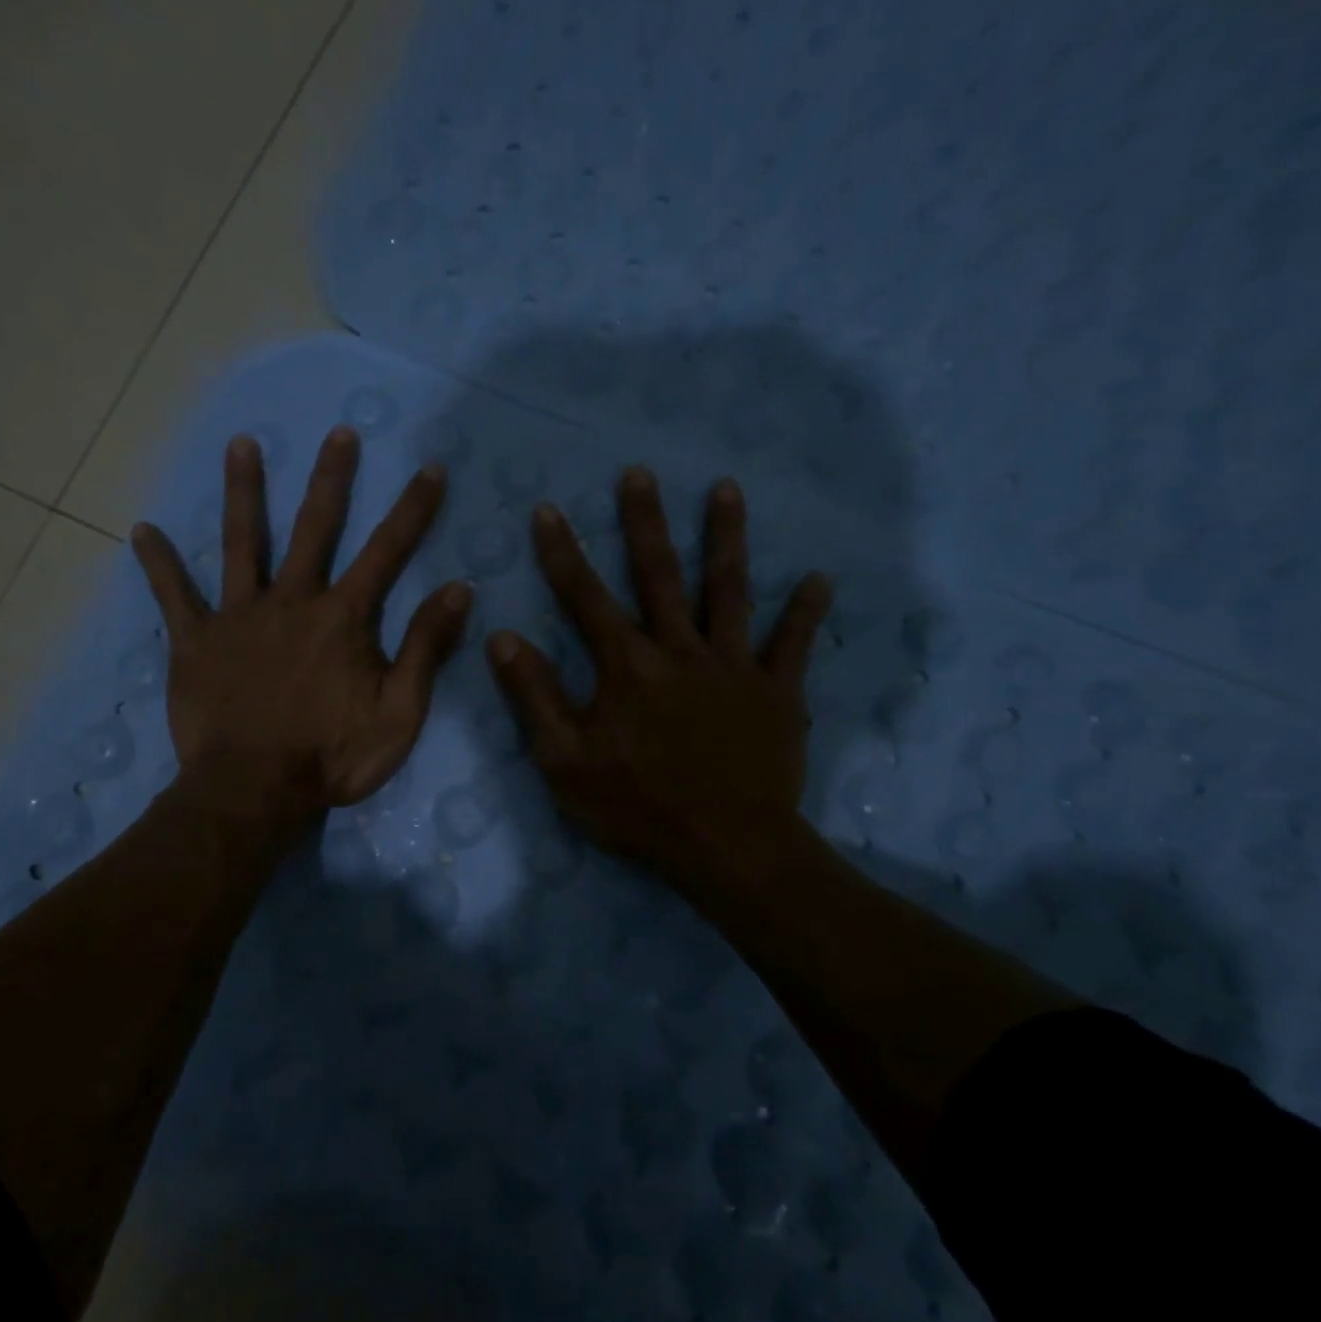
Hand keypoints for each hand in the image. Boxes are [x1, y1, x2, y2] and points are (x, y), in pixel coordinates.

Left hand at [132, 427, 470, 826]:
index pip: (388, 551)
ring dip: (243, 492)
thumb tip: (459, 589)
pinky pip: (173, 597)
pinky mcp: (195, 642)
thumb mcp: (400, 712)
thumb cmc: (332, 757)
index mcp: (344, 618)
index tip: (429, 468)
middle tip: (338, 432)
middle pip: (314, 527)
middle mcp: (292, 601)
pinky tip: (142, 532)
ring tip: (240, 445)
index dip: (413, 508)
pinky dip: (159, 565)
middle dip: (331, 478)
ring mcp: (239, 617)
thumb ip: (426, 648)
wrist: (253, 792)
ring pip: (241, 543)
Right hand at [486, 466, 832, 897]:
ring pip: (730, 590)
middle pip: (660, 574)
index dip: (562, 552)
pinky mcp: (777, 693)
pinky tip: (818, 579)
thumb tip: (502, 637)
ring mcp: (734, 667)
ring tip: (726, 488)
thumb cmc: (638, 809)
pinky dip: (805, 612)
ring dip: (727, 537)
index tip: (548, 509)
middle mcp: (681, 650)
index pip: (585, 597)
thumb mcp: (565, 761)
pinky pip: (793, 645)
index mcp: (627, 666)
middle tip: (640, 472)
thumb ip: (534, 696)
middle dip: (645, 522)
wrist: (729, 849)